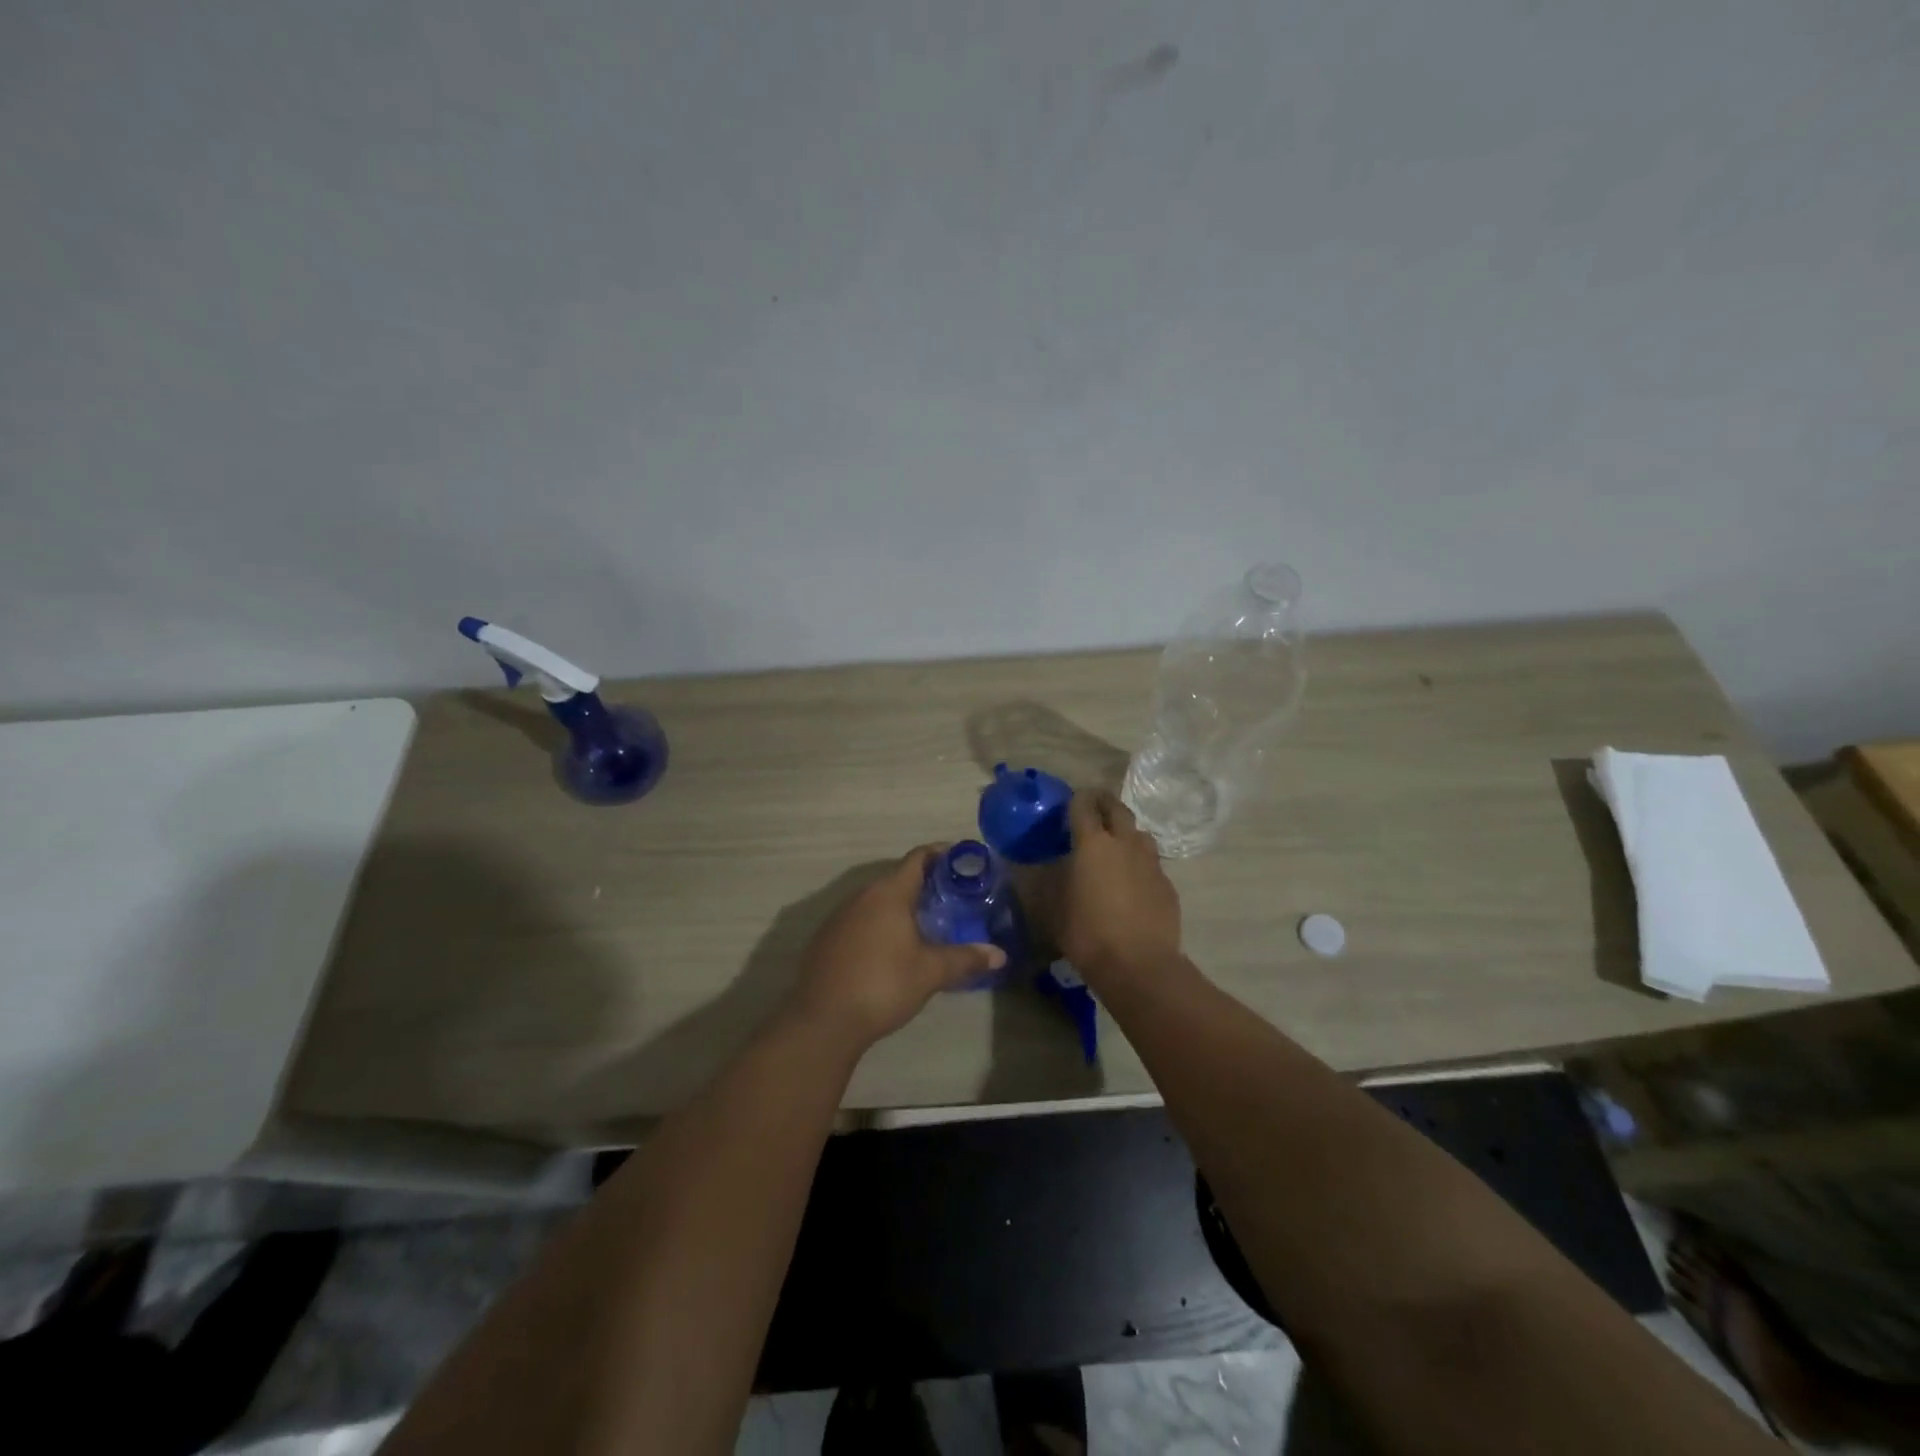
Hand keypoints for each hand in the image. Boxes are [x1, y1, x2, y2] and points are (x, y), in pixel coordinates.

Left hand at [788, 846, 1006, 1048]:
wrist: (823, 1019)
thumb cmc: (883, 984)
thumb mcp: (931, 972)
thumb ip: (965, 959)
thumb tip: (1000, 955)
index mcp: (889, 893)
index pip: (917, 858)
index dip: (941, 854)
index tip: (962, 860)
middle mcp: (862, 896)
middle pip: (897, 878)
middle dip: (925, 883)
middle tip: (952, 897)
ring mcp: (840, 917)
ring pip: (877, 900)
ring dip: (901, 905)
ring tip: (926, 922)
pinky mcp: (827, 939)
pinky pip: (861, 919)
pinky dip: (880, 923)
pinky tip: (891, 947)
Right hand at [1060, 790, 1181, 977]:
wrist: (1139, 966)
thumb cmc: (1087, 934)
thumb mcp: (1053, 909)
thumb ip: (1049, 883)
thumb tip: (1044, 869)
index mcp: (1092, 844)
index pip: (1083, 806)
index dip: (1076, 799)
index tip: (1069, 801)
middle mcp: (1124, 844)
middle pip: (1117, 809)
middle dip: (1104, 803)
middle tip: (1094, 808)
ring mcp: (1151, 863)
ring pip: (1139, 834)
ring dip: (1126, 833)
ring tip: (1115, 846)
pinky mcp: (1167, 884)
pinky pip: (1151, 863)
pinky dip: (1139, 864)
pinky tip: (1131, 883)